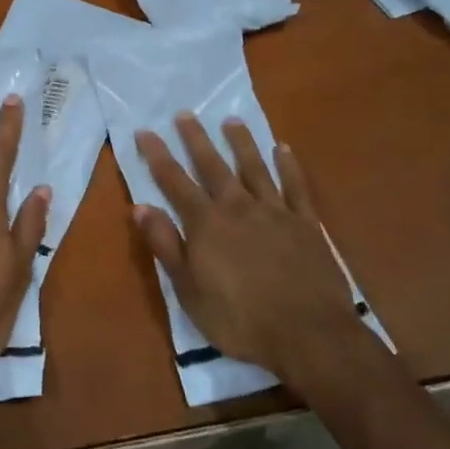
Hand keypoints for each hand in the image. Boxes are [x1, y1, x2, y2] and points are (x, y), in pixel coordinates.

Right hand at [133, 116, 359, 381]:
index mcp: (206, 224)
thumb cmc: (240, 319)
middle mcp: (238, 208)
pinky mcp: (307, 225)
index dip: (158, 156)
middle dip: (196, 139)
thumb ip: (165, 246)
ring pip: (255, 168)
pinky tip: (283, 149)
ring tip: (231, 120)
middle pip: (213, 166)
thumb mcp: (189, 291)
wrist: (309, 335)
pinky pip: (297, 188)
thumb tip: (140, 207)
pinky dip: (289, 166)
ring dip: (241, 143)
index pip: (175, 182)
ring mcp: (276, 213)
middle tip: (185, 113)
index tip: (145, 131)